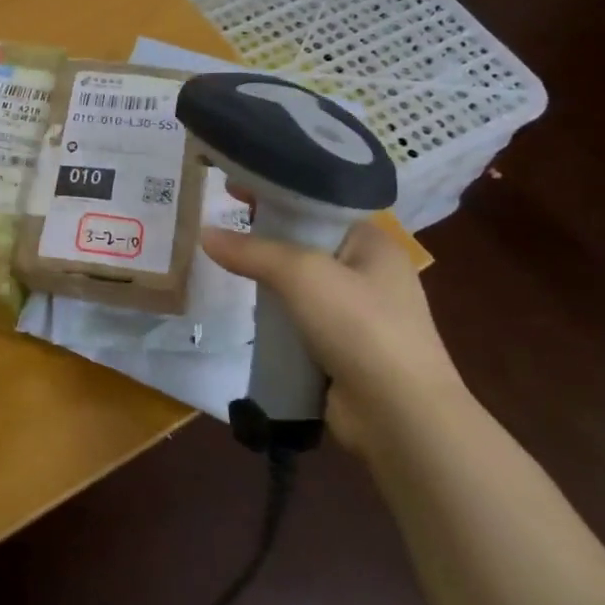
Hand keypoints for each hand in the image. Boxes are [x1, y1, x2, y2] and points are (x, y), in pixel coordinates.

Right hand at [201, 216, 465, 451]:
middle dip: (264, 233)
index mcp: (373, 242)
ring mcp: (356, 313)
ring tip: (220, 261)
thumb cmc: (360, 326)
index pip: (317, 203)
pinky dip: (273, 312)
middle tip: (218, 222)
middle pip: (305, 240)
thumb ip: (252, 251)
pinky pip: (297, 318)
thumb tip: (204, 234)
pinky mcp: (340, 348)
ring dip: (265, 276)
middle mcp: (368, 272)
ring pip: (298, 282)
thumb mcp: (303, 274)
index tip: (232, 187)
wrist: (399, 417)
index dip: (275, 191)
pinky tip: (244, 307)